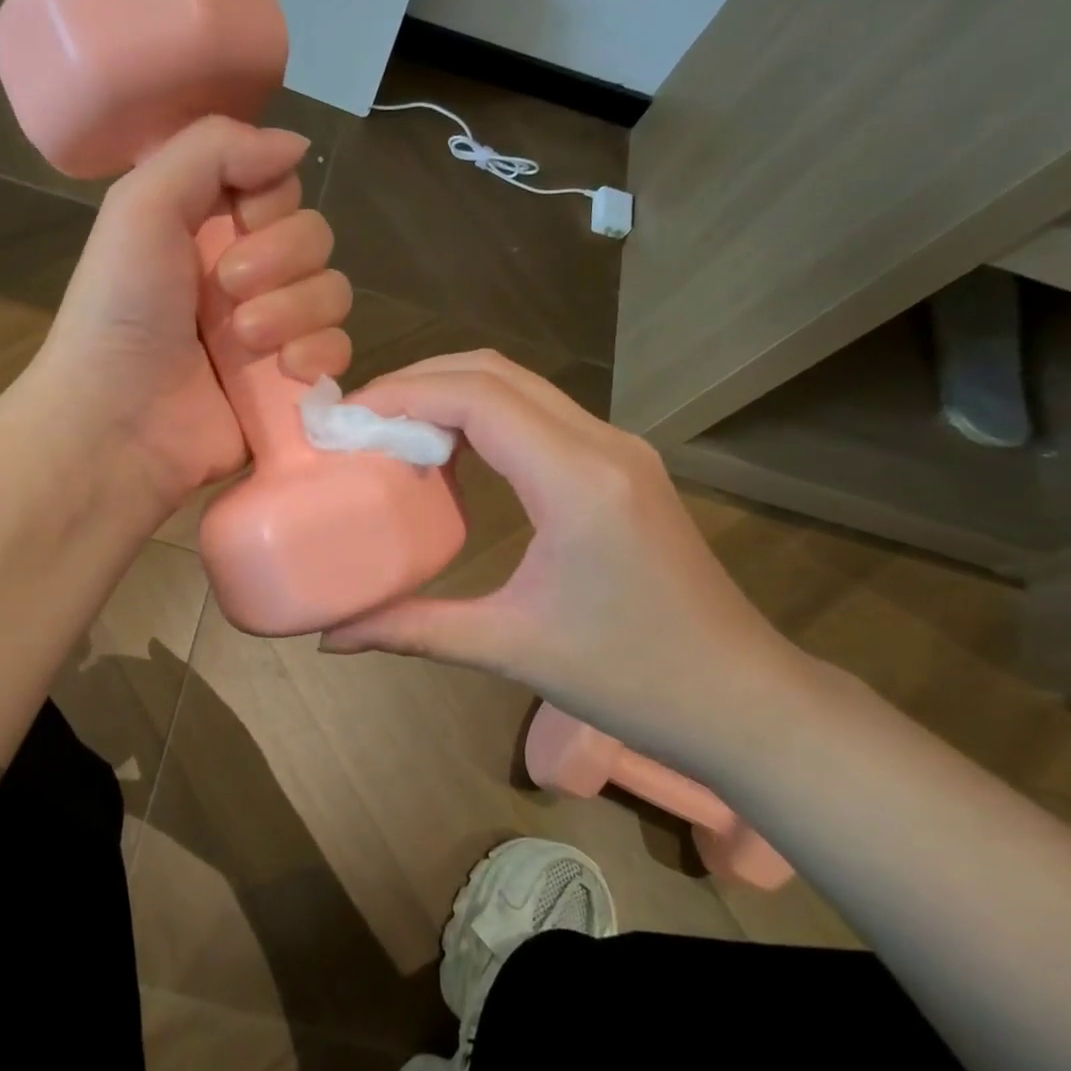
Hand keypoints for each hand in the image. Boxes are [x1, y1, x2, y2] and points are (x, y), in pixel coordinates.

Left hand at [31, 116, 353, 511]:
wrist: (118, 420)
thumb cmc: (121, 310)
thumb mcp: (143, 204)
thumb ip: (214, 149)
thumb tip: (297, 144)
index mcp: (209, 229)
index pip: (281, 189)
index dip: (271, 202)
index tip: (238, 220)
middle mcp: (246, 275)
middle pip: (316, 238)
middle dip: (280, 259)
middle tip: (227, 290)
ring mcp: (273, 332)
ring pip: (334, 292)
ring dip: (295, 310)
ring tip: (244, 339)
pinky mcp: (291, 383)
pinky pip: (340, 349)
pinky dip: (320, 354)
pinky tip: (286, 370)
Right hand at [320, 351, 820, 776]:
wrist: (742, 697)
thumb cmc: (632, 680)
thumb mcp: (510, 650)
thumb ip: (413, 631)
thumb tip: (329, 638)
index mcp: (577, 481)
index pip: (478, 398)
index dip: (404, 394)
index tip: (347, 416)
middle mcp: (602, 444)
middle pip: (495, 372)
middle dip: (419, 382)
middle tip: (360, 418)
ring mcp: (618, 447)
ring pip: (520, 384)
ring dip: (451, 392)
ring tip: (393, 429)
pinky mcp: (621, 463)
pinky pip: (539, 412)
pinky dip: (483, 413)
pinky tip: (452, 451)